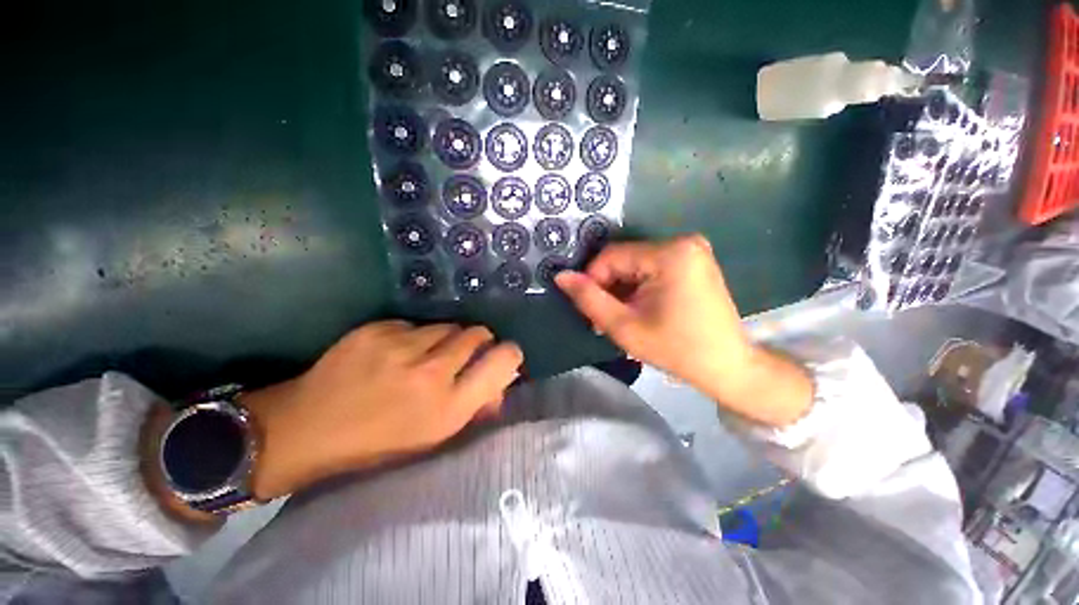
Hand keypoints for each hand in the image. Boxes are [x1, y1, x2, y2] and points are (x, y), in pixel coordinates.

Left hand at [243, 321, 522, 498]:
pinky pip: (415, 324)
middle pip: (478, 333)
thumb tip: (502, 383)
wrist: (305, 428)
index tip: (503, 356)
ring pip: (449, 325)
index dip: (509, 354)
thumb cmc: (377, 442)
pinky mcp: (377, 329)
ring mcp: (402, 346)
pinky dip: (414, 336)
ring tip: (423, 356)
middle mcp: (431, 372)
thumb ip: (475, 406)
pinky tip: (394, 353)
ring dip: (446, 338)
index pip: (503, 361)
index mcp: (449, 407)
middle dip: (477, 342)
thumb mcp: (434, 437)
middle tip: (460, 355)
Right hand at [555, 235, 811, 425]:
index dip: (593, 281)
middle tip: (605, 318)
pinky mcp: (693, 261)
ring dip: (622, 288)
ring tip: (622, 316)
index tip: (591, 310)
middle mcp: (683, 242)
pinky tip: (639, 308)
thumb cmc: (676, 349)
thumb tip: (561, 276)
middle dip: (609, 287)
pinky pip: (651, 267)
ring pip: (635, 264)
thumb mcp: (624, 326)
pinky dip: (638, 286)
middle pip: (624, 259)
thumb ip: (588, 299)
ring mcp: (691, 250)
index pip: (611, 256)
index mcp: (670, 253)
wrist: (727, 366)